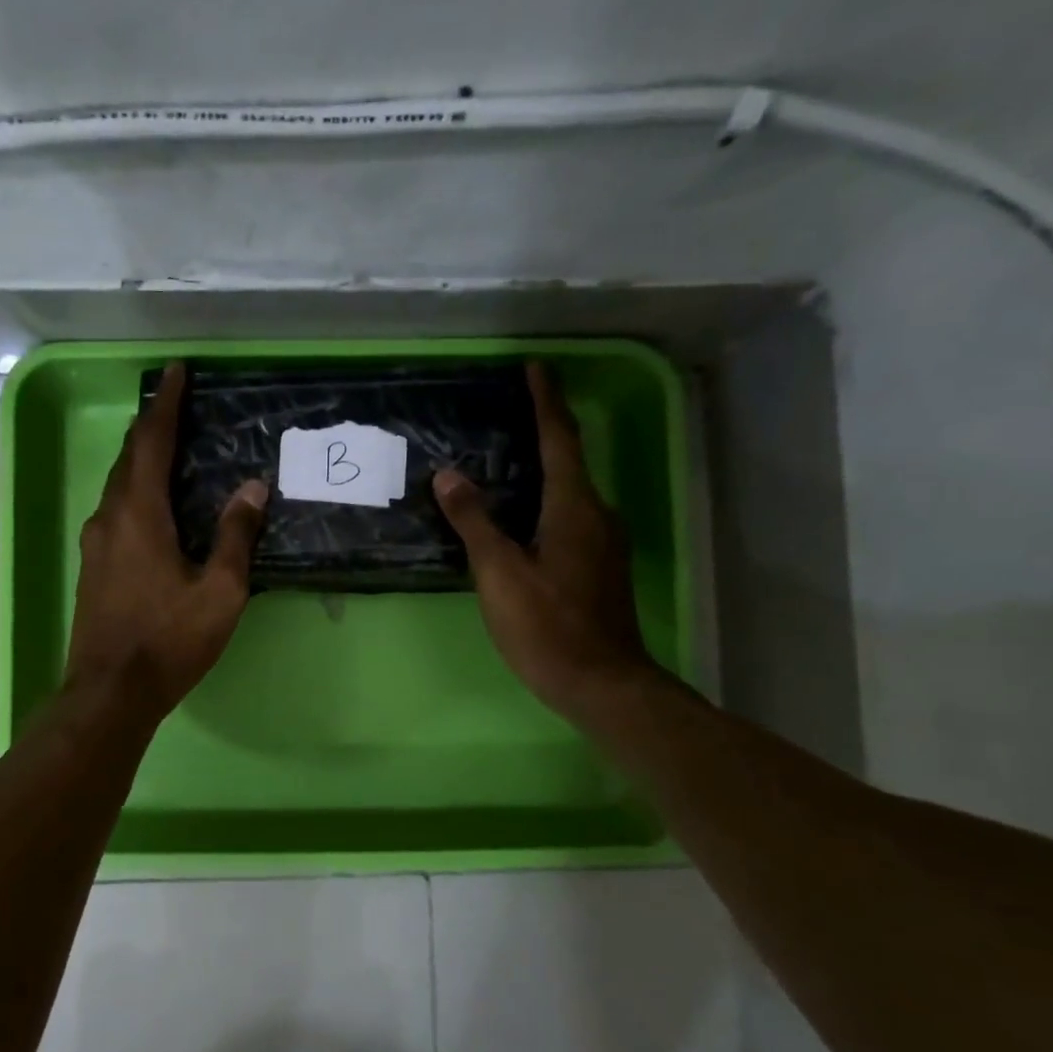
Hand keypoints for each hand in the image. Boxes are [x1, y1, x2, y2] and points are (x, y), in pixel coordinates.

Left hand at [65, 361, 268, 719]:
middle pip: (129, 459)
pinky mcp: (92, 567)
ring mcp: (94, 544)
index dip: (166, 405)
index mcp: (139, 514)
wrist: (110, 692)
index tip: (176, 373)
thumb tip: (253, 488)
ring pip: (117, 486)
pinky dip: (134, 492)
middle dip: (151, 427)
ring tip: (168, 450)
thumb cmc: (169, 640)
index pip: (152, 443)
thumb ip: (235, 536)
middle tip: (176, 407)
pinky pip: (114, 512)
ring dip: (141, 461)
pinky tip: (152, 506)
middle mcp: (109, 518)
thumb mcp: (219, 592)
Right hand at [432, 360, 654, 720]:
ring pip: (571, 492)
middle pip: (569, 461)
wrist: (601, 683)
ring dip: (545, 469)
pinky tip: (523, 516)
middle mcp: (597, 515)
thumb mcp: (500, 573)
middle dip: (544, 431)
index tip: (535, 368)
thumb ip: (475, 522)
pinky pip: (571, 517)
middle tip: (511, 412)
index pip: (559, 439)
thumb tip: (449, 475)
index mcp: (574, 507)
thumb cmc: (547, 626)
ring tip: (510, 460)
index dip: (545, 402)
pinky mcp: (599, 568)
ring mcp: (603, 543)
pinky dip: (547, 501)